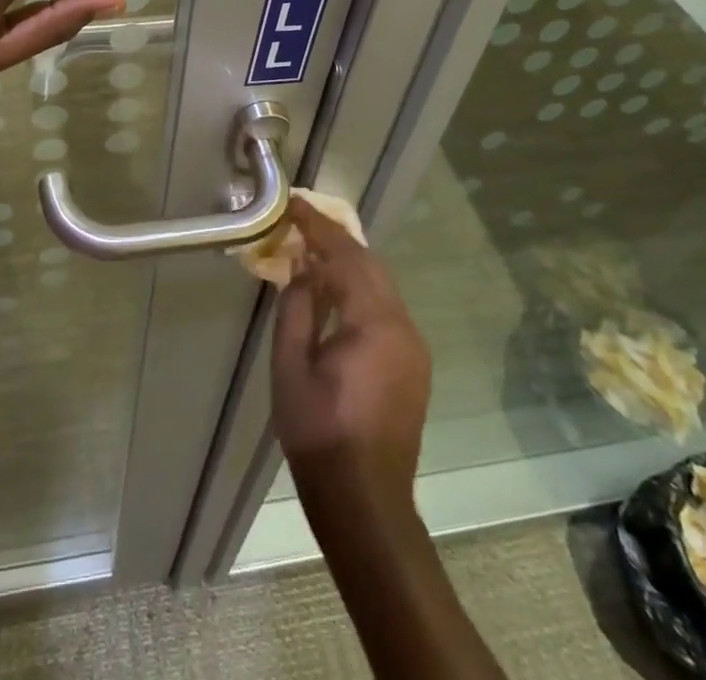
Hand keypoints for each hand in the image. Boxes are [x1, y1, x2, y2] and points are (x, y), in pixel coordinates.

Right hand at [271, 199, 431, 507]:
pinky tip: (334, 294)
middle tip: (300, 222)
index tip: (293, 203)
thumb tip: (302, 267)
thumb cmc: (319, 433)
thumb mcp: (291, 366)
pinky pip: (385, 309)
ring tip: (311, 251)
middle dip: (335, 239)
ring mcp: (414, 347)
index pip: (346, 256)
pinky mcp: (414, 365)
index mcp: (375, 323)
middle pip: (370, 264)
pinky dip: (359, 289)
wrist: (365, 501)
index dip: (317, 225)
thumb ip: (297, 307)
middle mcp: (404, 326)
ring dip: (348, 263)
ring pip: (381, 286)